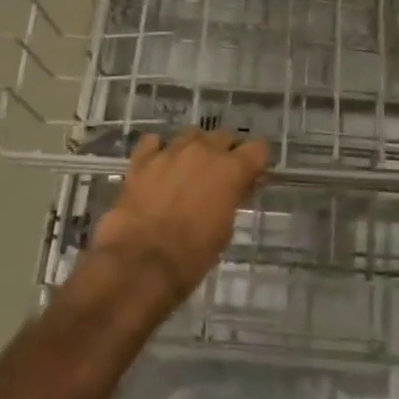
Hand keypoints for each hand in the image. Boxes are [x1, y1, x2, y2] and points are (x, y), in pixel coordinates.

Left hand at [90, 128, 270, 303]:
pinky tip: (158, 165)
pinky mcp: (142, 160)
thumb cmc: (192, 255)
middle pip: (224, 136)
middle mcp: (203, 151)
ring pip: (191, 134)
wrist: (140, 263)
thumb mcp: (225, 230)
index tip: (251, 176)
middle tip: (219, 176)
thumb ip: (233, 198)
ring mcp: (170, 151)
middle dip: (225, 152)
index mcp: (231, 169)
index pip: (258, 148)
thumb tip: (235, 188)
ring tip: (188, 169)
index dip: (256, 161)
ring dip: (195, 148)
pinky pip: (153, 142)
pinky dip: (158, 150)